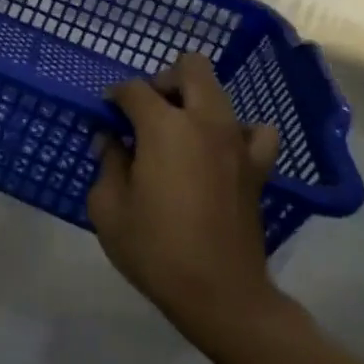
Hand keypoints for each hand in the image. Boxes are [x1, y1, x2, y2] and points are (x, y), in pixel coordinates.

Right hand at [88, 51, 286, 349]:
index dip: (115, 96)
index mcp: (164, 127)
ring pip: (220, 93)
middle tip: (145, 112)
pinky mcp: (258, 167)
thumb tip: (111, 141)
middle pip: (190, 68)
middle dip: (162, 80)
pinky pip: (256, 132)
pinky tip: (219, 151)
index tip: (105, 115)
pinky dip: (237, 131)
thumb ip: (107, 163)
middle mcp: (205, 122)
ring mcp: (237, 142)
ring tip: (177, 134)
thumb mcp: (108, 207)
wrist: (220, 295)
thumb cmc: (154, 248)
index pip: (134, 89)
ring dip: (195, 102)